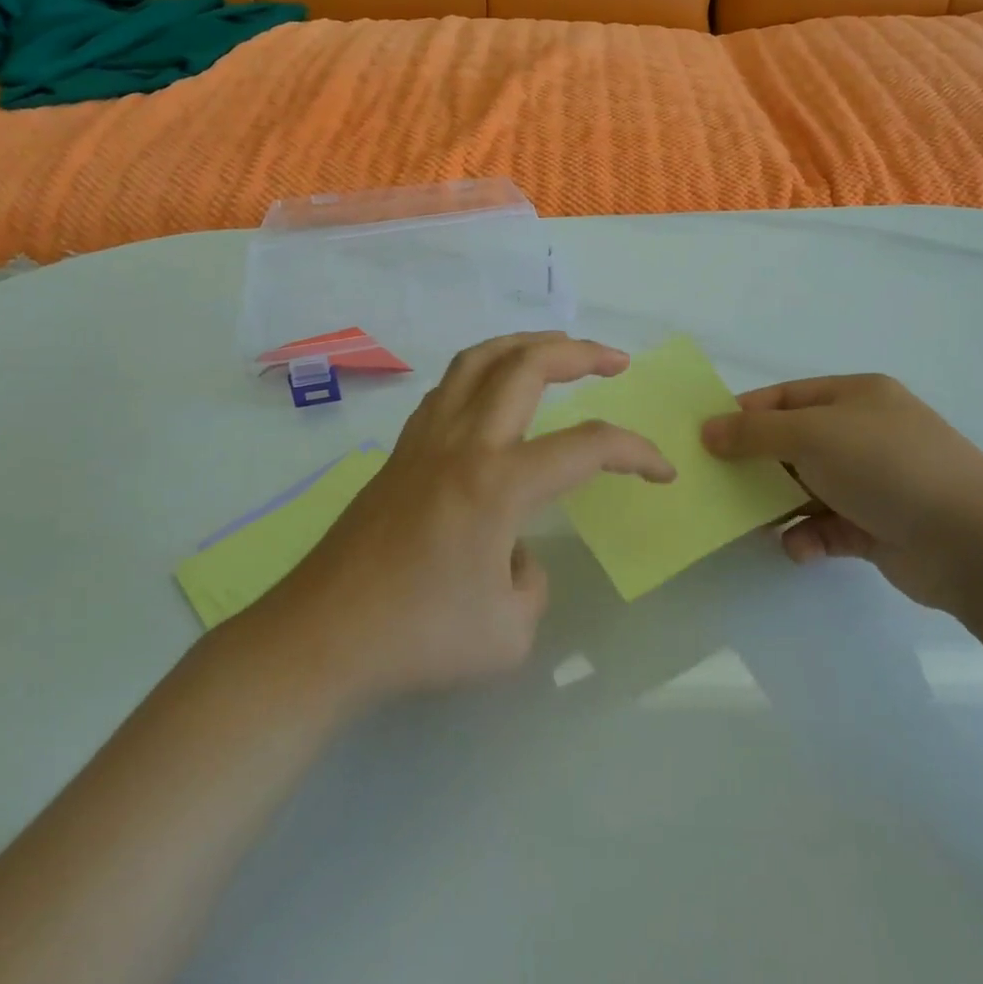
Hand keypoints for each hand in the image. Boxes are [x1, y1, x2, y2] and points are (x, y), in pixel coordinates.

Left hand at [269, 334, 675, 702]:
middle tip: (614, 361)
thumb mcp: (509, 633)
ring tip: (556, 351)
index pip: (587, 447)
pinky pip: (449, 387)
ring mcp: (425, 440)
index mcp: (499, 483)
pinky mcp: (400, 451)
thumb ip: (533, 583)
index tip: (662, 473)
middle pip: (527, 365)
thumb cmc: (418, 638)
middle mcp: (464, 443)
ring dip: (526, 345)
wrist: (320, 637)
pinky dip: (484, 371)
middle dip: (580, 353)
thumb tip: (516, 553)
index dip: (637, 453)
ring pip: (479, 360)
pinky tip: (494, 394)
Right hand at [702, 375, 982, 615]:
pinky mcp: (879, 528)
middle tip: (716, 483)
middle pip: (794, 444)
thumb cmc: (887, 466)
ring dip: (779, 505)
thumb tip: (708, 430)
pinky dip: (809, 537)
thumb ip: (755, 432)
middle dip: (756, 464)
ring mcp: (874, 482)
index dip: (744, 413)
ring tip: (750, 522)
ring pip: (807, 488)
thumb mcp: (812, 434)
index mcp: (855, 397)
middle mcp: (864, 434)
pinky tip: (799, 548)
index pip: (786, 397)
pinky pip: (829, 527)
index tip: (705, 437)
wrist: (973, 541)